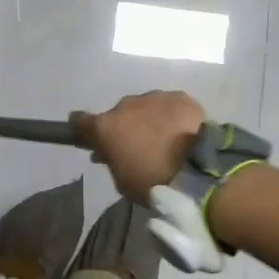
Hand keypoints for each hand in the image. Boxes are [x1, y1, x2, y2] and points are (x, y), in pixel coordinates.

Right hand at [70, 91, 205, 200]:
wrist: (197, 170)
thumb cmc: (152, 182)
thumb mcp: (121, 180)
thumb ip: (110, 160)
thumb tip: (104, 152)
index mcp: (106, 127)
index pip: (81, 121)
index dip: (82, 128)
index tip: (87, 135)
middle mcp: (126, 105)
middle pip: (119, 114)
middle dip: (124, 126)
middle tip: (137, 144)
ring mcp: (154, 97)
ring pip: (145, 106)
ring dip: (148, 119)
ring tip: (163, 138)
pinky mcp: (179, 97)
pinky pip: (168, 104)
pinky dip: (171, 115)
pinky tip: (181, 130)